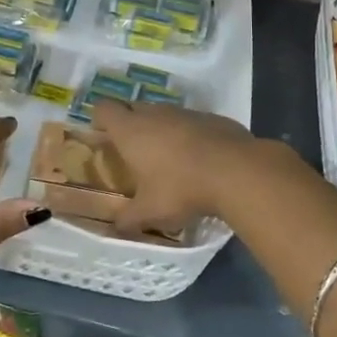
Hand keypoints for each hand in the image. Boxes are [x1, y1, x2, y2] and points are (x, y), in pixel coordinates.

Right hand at [88, 99, 268, 235]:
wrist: (236, 171)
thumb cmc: (181, 188)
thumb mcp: (150, 212)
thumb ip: (128, 219)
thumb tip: (116, 228)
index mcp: (131, 130)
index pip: (104, 108)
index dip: (100, 118)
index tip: (102, 135)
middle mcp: (155, 114)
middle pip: (133, 108)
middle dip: (130, 124)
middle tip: (132, 151)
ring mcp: (185, 112)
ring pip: (164, 114)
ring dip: (161, 129)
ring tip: (167, 158)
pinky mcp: (212, 117)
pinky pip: (191, 122)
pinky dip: (189, 135)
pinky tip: (199, 159)